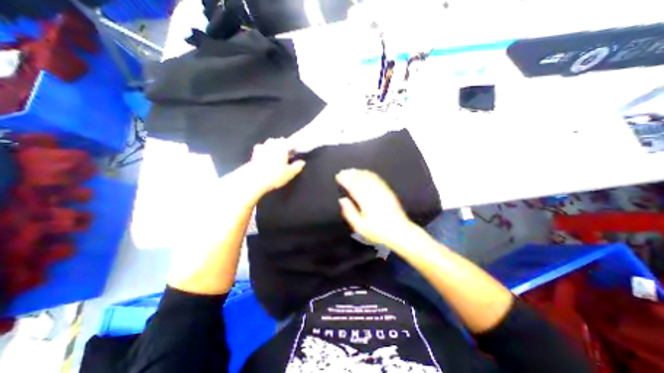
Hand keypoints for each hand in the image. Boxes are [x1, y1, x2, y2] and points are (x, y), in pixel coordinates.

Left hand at [249, 136, 304, 194]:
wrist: (254, 179)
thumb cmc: (275, 175)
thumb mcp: (290, 173)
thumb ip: (297, 166)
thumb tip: (302, 162)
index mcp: (283, 147)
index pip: (291, 143)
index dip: (295, 146)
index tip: (297, 151)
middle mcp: (272, 144)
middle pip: (280, 141)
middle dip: (284, 145)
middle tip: (287, 153)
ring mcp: (262, 147)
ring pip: (270, 143)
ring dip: (274, 146)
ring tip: (277, 153)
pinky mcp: (254, 153)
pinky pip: (261, 148)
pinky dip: (265, 150)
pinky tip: (266, 155)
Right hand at [338, 169, 412, 246]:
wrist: (401, 233)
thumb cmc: (378, 233)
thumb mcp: (360, 227)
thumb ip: (349, 213)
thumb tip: (342, 200)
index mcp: (367, 203)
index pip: (354, 187)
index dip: (345, 180)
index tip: (339, 176)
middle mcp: (375, 195)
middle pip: (362, 180)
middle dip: (351, 174)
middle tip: (343, 171)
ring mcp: (383, 192)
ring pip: (370, 178)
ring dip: (360, 173)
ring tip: (352, 170)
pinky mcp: (389, 192)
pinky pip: (378, 179)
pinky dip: (370, 174)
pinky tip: (366, 173)